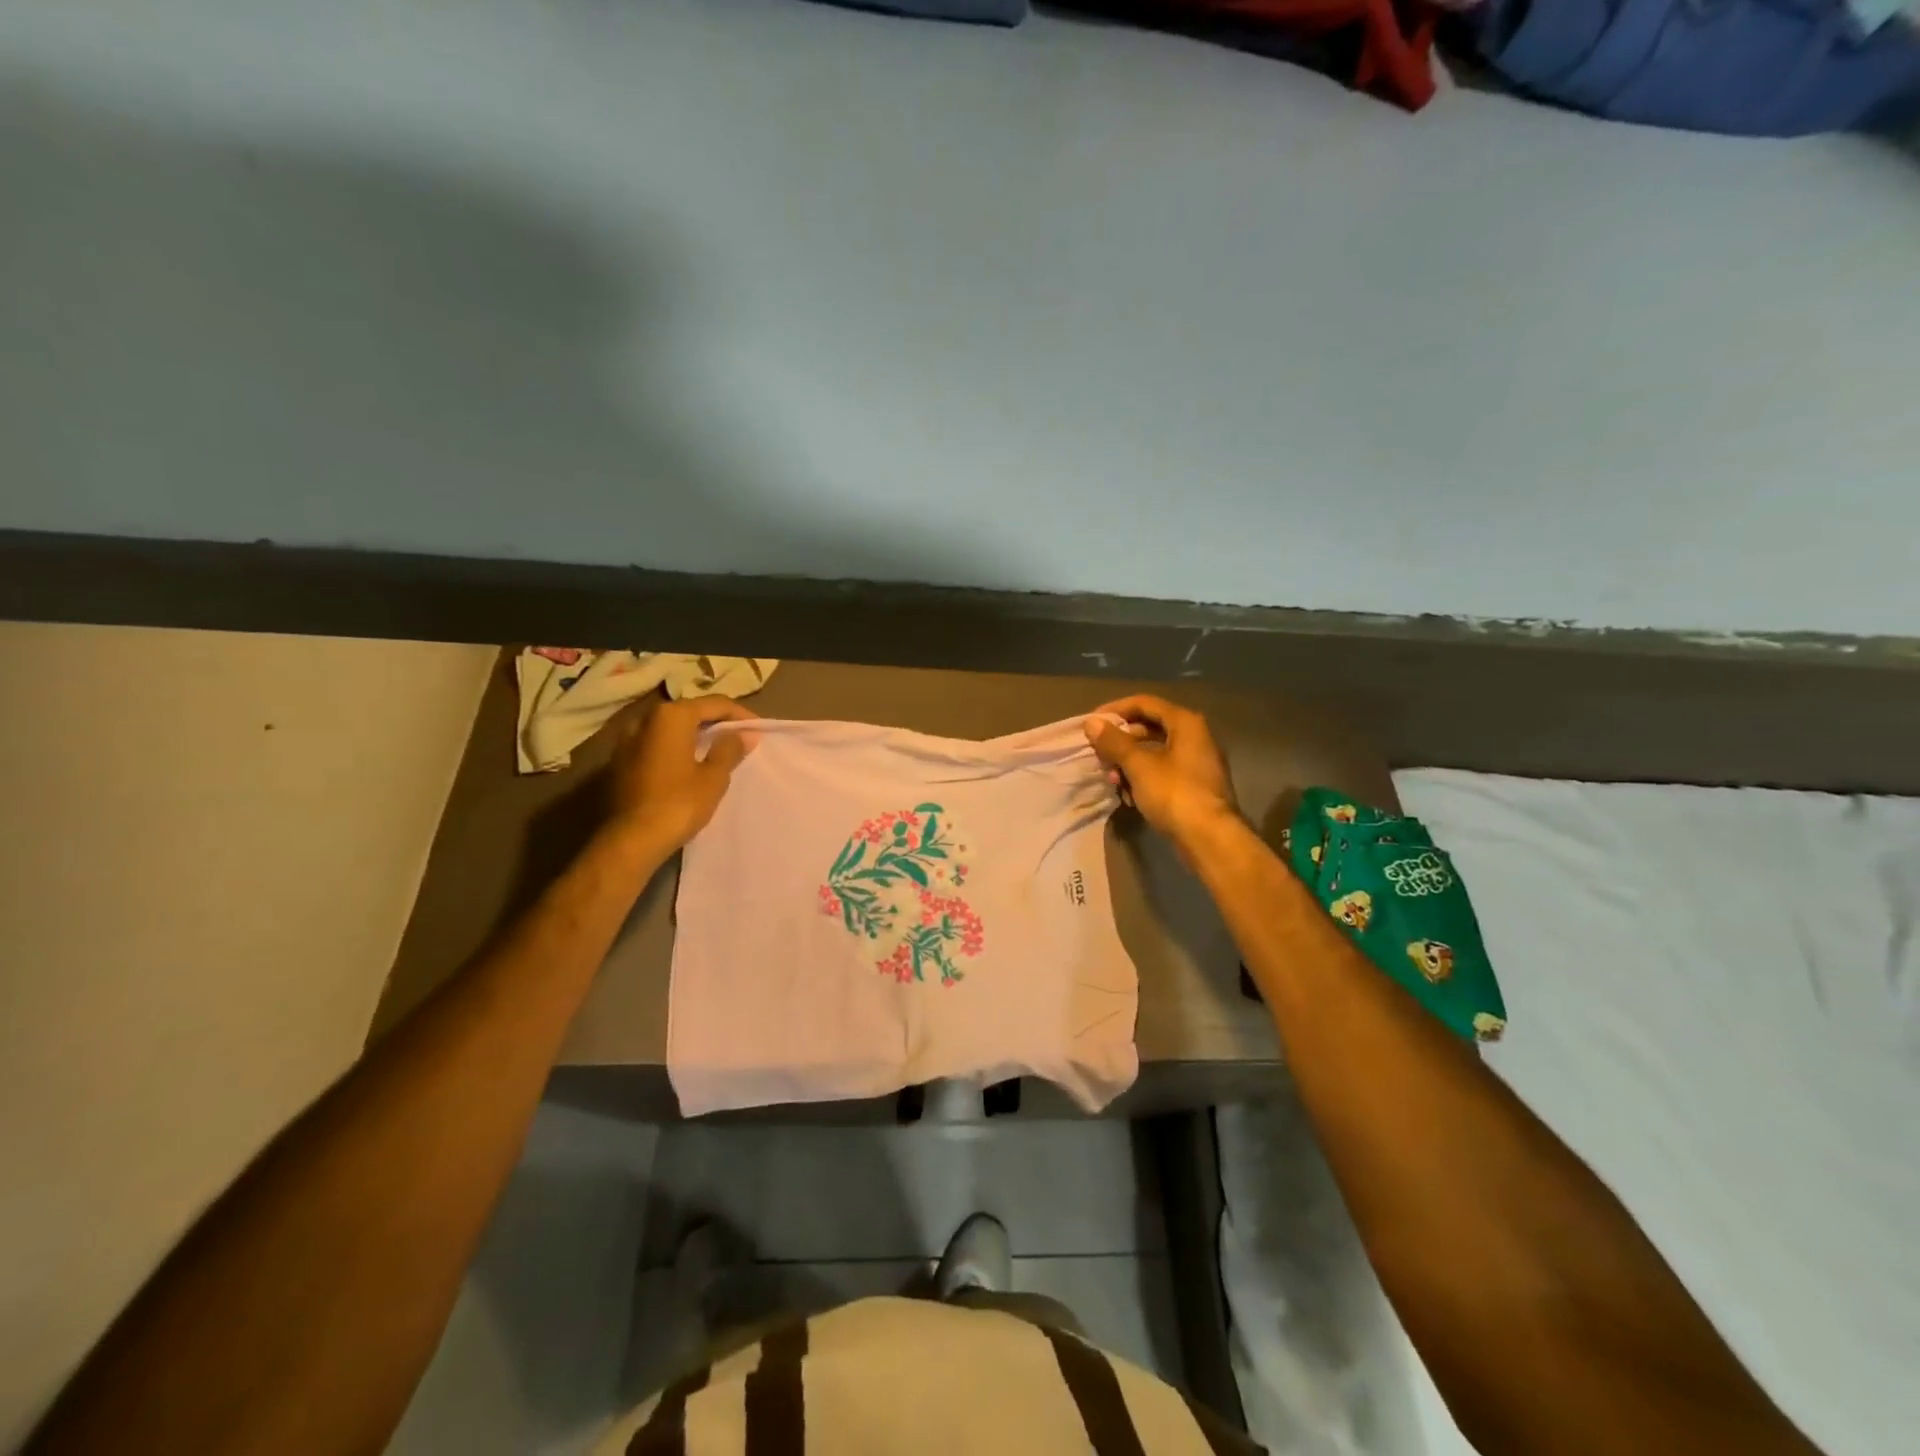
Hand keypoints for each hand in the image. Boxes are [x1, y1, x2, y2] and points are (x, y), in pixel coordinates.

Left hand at [608, 696, 758, 851]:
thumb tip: (744, 734)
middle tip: (738, 737)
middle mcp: (645, 719)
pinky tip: (687, 764)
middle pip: (689, 712)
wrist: (632, 840)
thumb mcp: (714, 777)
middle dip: (715, 722)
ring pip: (669, 728)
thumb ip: (729, 749)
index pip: (714, 704)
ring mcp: (627, 740)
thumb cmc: (679, 803)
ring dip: (693, 735)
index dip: (739, 715)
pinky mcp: (619, 761)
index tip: (758, 729)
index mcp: (671, 716)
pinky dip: (674, 748)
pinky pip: (655, 744)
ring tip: (714, 750)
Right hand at [1084, 695, 1239, 849]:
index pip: (1144, 703)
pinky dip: (1142, 779)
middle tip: (1099, 754)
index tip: (1092, 723)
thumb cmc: (1174, 793)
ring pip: (1154, 752)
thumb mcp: (1139, 765)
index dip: (1115, 710)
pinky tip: (1127, 795)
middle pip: (1149, 727)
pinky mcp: (1193, 787)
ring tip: (1111, 779)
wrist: (1209, 838)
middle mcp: (1195, 737)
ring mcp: (1196, 763)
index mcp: (1185, 723)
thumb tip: (1092, 723)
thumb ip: (1114, 742)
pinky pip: (1162, 773)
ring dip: (1128, 763)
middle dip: (1120, 741)